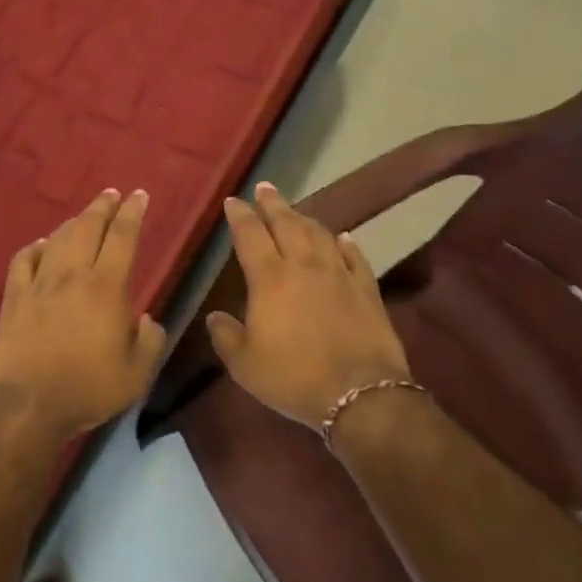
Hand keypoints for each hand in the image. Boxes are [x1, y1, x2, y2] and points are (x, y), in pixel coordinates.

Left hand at [0, 188, 166, 438]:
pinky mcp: (13, 298)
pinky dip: (35, 247)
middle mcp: (72, 275)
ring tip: (84, 217)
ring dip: (73, 222)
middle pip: (88, 227)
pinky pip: (23, 260)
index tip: (138, 195)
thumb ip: (151, 341)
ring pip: (57, 239)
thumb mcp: (137, 374)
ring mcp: (39, 284)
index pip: (122, 237)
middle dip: (103, 206)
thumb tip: (148, 320)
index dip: (132, 213)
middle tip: (112, 194)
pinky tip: (41, 246)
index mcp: (106, 288)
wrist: (27, 405)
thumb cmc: (88, 389)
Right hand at [207, 183, 410, 430]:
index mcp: (270, 278)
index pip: (250, 235)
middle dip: (273, 204)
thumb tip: (215, 317)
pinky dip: (345, 243)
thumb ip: (226, 336)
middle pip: (286, 224)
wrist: (359, 393)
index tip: (233, 201)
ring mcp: (339, 274)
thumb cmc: (293, 377)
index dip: (240, 216)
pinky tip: (342, 237)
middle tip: (265, 188)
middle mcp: (304, 266)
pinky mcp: (367, 289)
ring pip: (320, 234)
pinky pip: (355, 257)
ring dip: (305, 218)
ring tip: (295, 210)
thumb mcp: (245, 364)